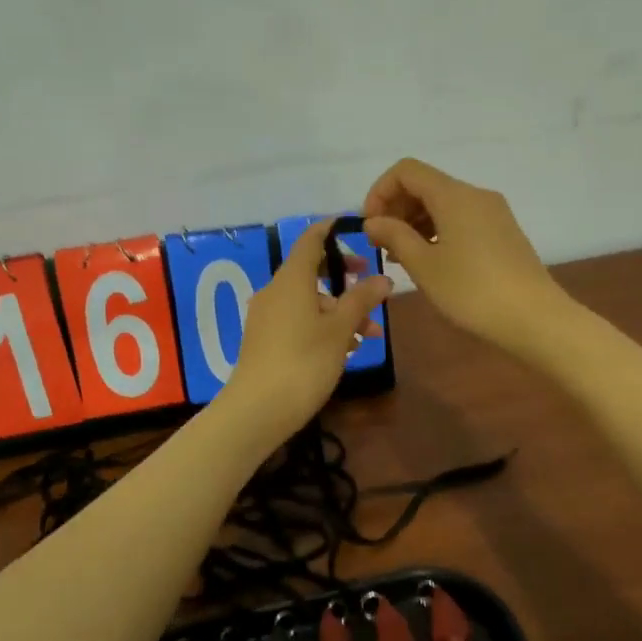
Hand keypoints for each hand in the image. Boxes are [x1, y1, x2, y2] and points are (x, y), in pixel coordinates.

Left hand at [222, 219, 392, 437]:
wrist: (258, 410)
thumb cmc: (304, 361)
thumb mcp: (340, 329)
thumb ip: (362, 300)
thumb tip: (383, 278)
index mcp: (291, 279)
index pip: (311, 240)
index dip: (333, 231)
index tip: (357, 231)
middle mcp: (275, 291)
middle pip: (313, 273)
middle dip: (346, 281)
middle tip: (373, 289)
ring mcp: (267, 316)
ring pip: (309, 301)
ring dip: (340, 312)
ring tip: (370, 335)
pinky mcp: (264, 340)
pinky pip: (298, 320)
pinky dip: (322, 326)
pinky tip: (345, 349)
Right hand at [361, 158, 564, 354]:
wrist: (534, 318)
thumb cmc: (472, 291)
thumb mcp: (424, 265)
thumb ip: (394, 236)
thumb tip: (373, 221)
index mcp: (454, 195)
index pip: (406, 171)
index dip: (380, 192)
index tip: (371, 227)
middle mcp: (475, 195)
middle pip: (425, 185)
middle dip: (397, 209)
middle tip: (383, 247)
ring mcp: (493, 213)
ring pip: (443, 204)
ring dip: (416, 223)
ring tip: (402, 259)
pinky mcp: (503, 232)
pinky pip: (461, 219)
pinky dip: (438, 232)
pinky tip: (431, 262)